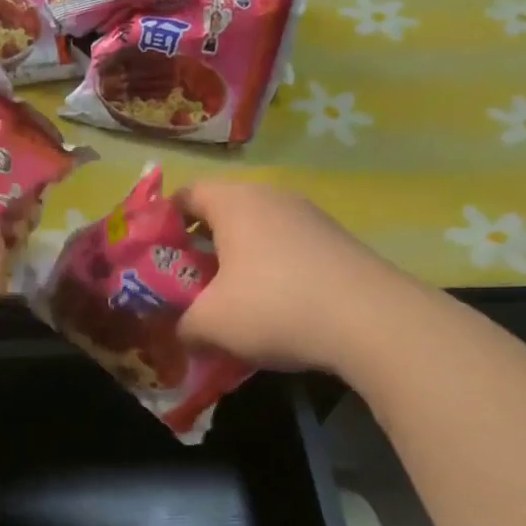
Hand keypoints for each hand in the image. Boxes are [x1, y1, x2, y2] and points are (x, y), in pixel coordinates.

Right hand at [176, 181, 389, 371]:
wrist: (373, 321)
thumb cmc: (274, 307)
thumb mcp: (209, 324)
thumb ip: (182, 324)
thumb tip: (182, 330)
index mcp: (235, 202)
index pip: (186, 194)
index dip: (162, 223)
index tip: (153, 257)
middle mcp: (273, 197)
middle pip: (222, 213)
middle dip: (199, 248)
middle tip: (185, 284)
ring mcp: (311, 218)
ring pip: (257, 233)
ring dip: (236, 262)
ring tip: (227, 300)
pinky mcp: (336, 242)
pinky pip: (287, 250)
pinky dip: (269, 272)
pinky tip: (272, 309)